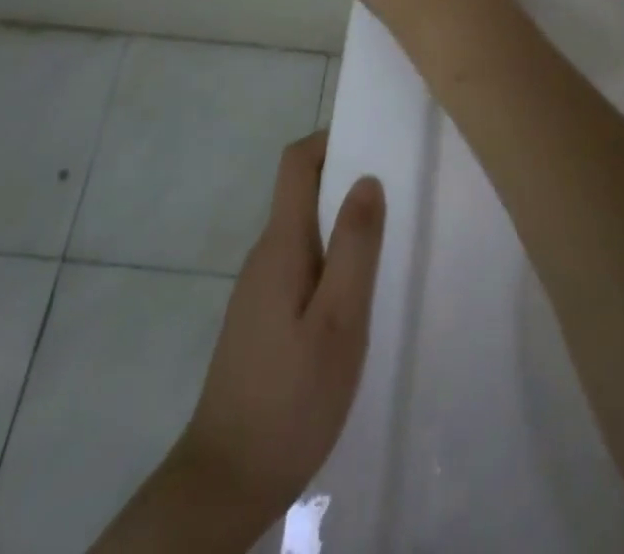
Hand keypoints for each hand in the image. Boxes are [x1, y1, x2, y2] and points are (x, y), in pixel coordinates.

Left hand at [173, 132, 385, 522]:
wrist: (225, 485)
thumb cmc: (290, 398)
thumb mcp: (339, 321)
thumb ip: (354, 246)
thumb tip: (367, 178)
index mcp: (281, 244)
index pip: (296, 162)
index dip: (331, 139)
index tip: (374, 143)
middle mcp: (265, 255)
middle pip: (303, 192)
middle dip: (347, 182)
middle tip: (398, 197)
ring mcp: (260, 289)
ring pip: (305, 232)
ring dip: (343, 226)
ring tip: (389, 247)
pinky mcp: (263, 320)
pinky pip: (302, 265)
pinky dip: (332, 261)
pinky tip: (358, 299)